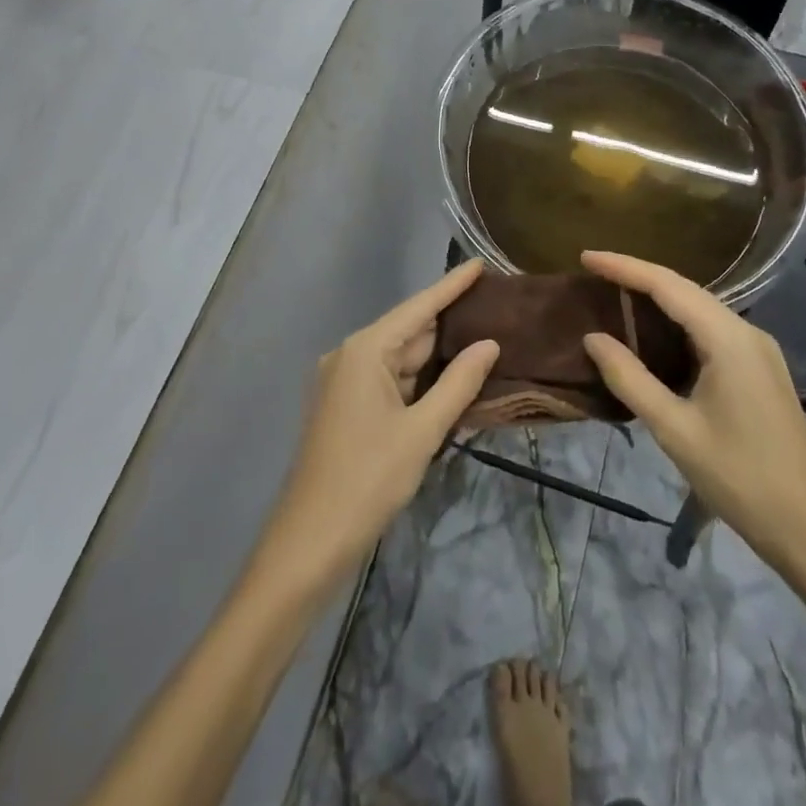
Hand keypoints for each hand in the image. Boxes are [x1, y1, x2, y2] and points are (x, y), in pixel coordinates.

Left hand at [259, 260, 499, 587]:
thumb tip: (489, 343)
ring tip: (485, 341)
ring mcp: (344, 383)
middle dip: (450, 325)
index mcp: (364, 351)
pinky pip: (390, 383)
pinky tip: (452, 382)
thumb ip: (458, 383)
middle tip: (495, 309)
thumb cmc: (368, 480)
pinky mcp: (345, 408)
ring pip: (401, 361)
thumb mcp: (422, 431)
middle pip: (409, 332)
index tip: (481, 263)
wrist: (310, 542)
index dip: (451, 286)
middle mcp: (350, 356)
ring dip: (437, 359)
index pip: (418, 308)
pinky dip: (420, 383)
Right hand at [579, 250, 805, 578]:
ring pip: (700, 309)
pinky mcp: (761, 370)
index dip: (624, 267)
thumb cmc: (740, 478)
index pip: (667, 285)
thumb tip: (593, 338)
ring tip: (615, 294)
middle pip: (685, 290)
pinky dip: (677, 323)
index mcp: (728, 339)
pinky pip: (712, 330)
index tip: (585, 256)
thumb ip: (630, 379)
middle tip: (594, 272)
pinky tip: (655, 334)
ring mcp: (759, 351)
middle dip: (638, 277)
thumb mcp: (674, 429)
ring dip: (658, 299)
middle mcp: (747, 333)